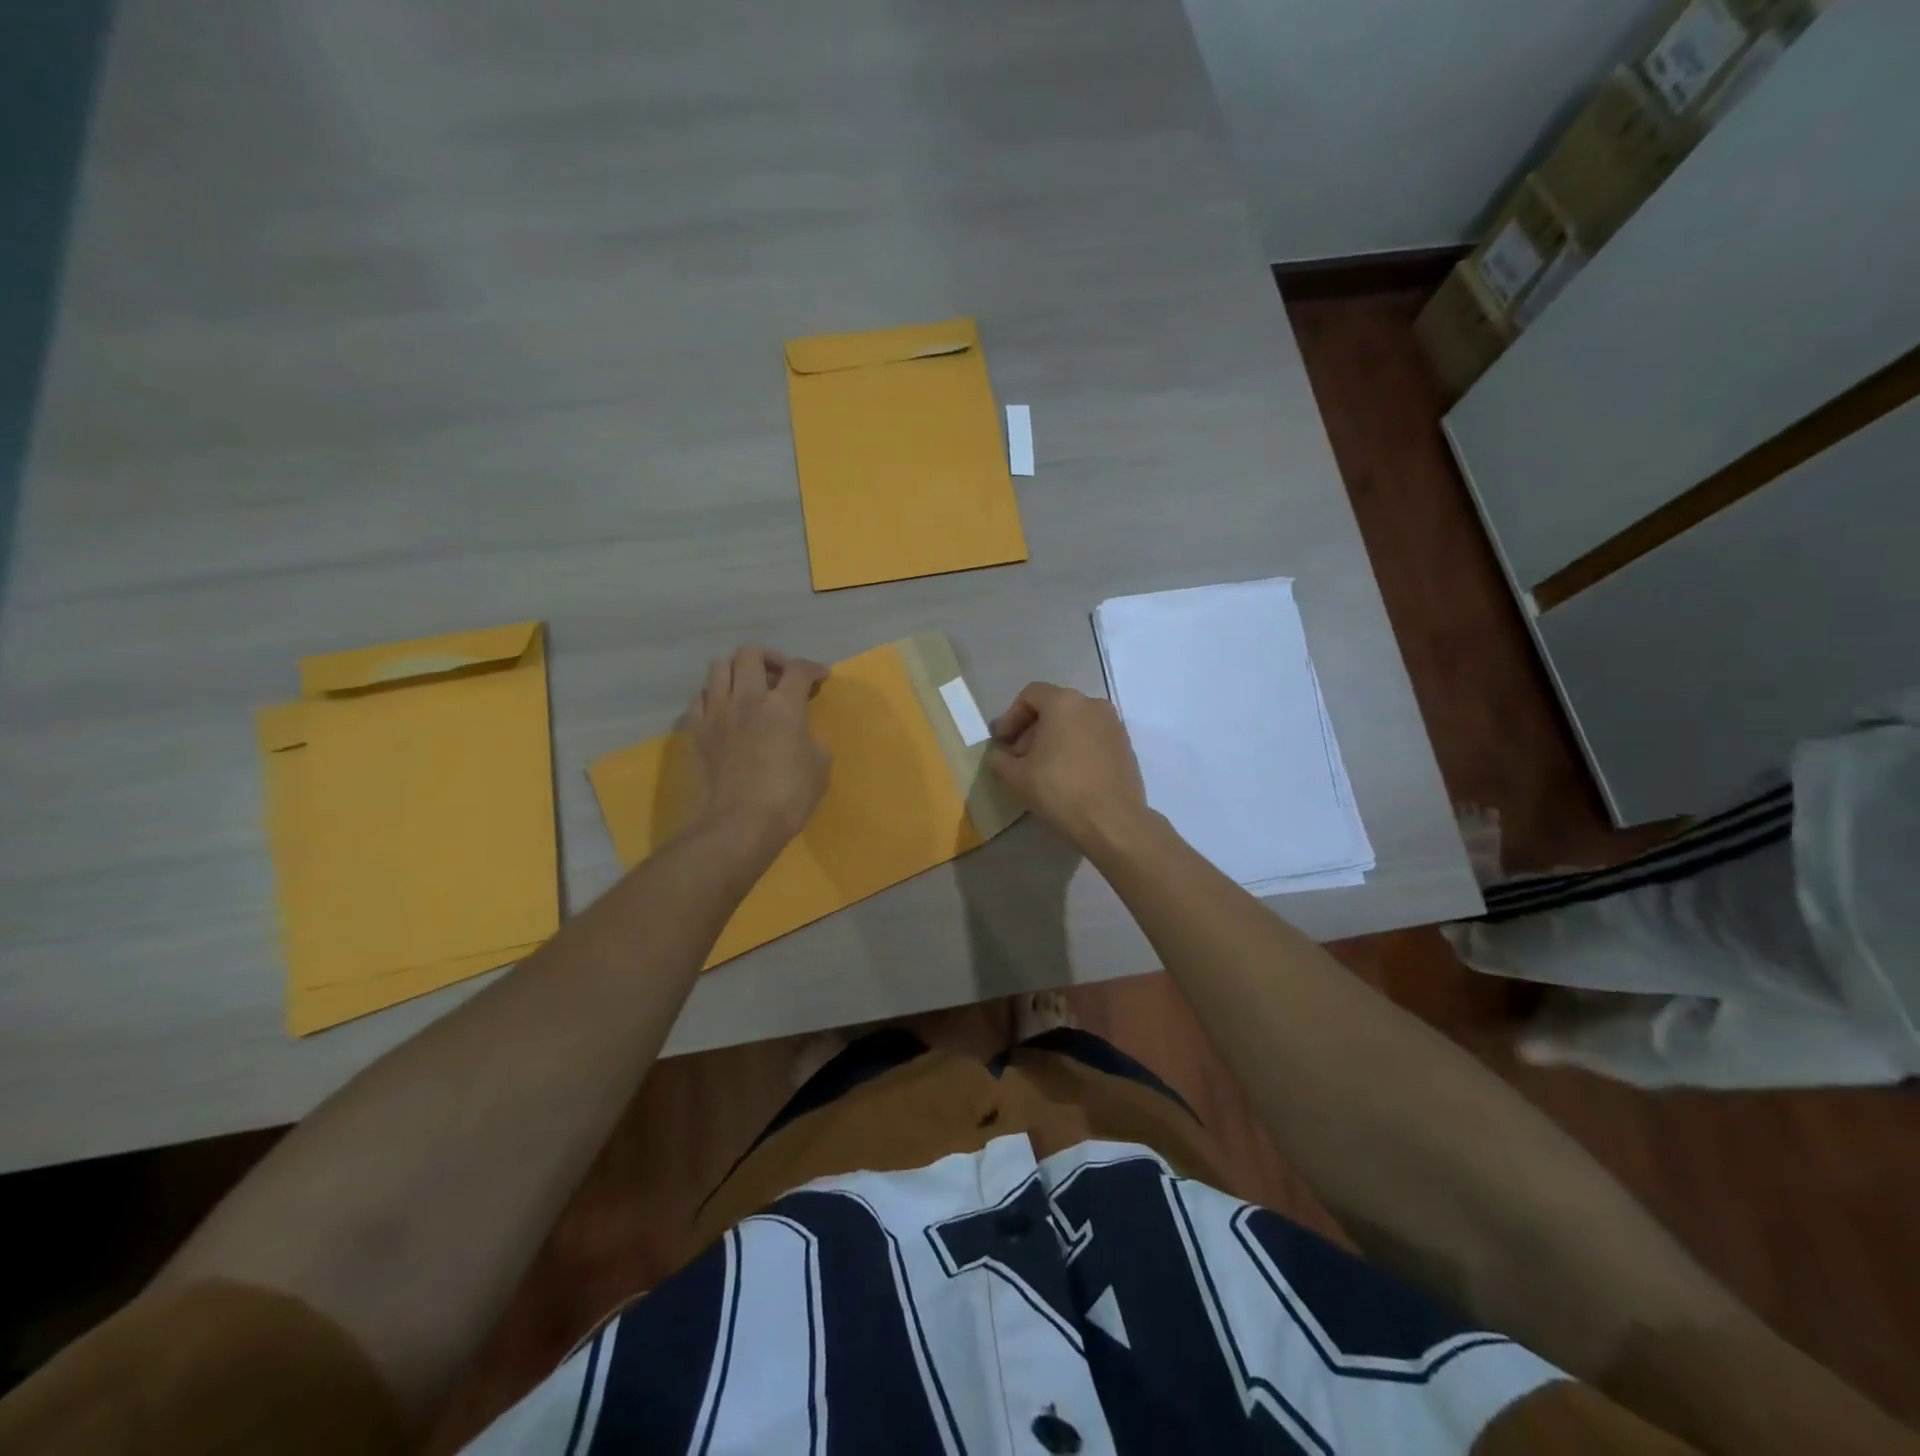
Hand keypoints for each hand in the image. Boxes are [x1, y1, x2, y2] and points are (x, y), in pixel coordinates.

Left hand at [684, 646, 830, 856]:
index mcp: (783, 706)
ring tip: (749, 687)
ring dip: (738, 670)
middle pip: (751, 653)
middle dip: (770, 658)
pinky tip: (724, 710)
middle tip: (781, 676)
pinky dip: (714, 695)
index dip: (813, 668)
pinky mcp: (696, 730)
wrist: (739, 825)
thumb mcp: (820, 769)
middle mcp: (748, 698)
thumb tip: (804, 734)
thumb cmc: (788, 798)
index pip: (799, 670)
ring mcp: (717, 712)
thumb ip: (814, 741)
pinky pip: (700, 697)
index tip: (820, 677)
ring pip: (719, 667)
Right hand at [986, 682, 1149, 849]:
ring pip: (1074, 723)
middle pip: (1053, 708)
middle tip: (1018, 757)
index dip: (1010, 717)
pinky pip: (1092, 738)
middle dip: (1031, 730)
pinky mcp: (1126, 746)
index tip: (1001, 742)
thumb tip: (999, 754)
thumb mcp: (1015, 777)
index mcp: (1064, 702)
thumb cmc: (1060, 790)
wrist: (1112, 821)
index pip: (1030, 695)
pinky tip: (1067, 776)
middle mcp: (1093, 704)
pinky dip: (1075, 748)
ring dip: (1054, 740)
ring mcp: (1114, 725)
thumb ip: (999, 758)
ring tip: (1042, 769)